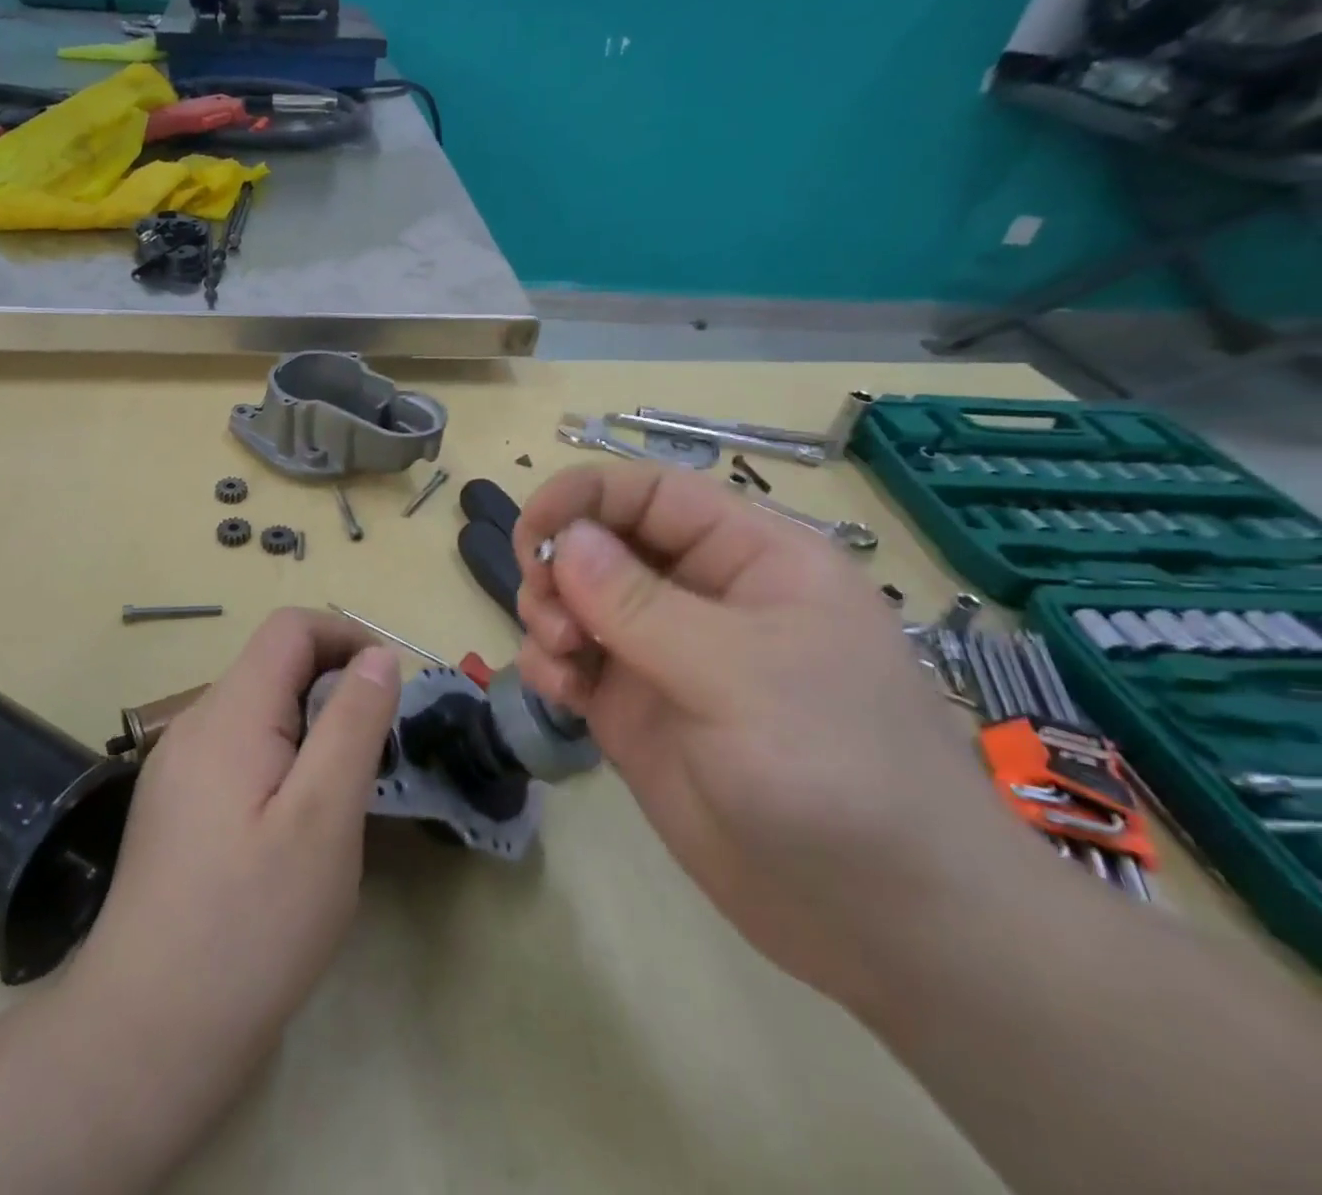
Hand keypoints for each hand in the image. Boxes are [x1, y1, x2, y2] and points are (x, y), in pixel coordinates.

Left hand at [69, 610, 401, 1135]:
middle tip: (376, 754)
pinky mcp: (176, 806)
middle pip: (273, 666)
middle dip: (333, 687)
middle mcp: (195, 726)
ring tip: (343, 793)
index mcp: (229, 715)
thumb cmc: (250, 925)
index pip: (290, 629)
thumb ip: (354, 724)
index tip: (390, 688)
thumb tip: (378, 656)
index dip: (347, 637)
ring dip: (310, 726)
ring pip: (258, 711)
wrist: (145, 1037)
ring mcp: (178, 768)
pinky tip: (295, 825)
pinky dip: (282, 759)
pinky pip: (239, 751)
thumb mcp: (324, 819)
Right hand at [514, 463, 1044, 1008]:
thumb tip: (563, 539)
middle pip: (604, 542)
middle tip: (549, 611)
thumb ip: (641, 605)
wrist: (885, 923)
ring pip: (578, 599)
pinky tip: (558, 693)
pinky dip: (551, 664)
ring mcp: (664, 655)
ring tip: (561, 655)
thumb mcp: (740, 674)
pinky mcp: (636, 710)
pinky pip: (574, 661)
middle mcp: (702, 595)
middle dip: (561, 564)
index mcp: (750, 557)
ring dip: (548, 613)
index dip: (586, 496)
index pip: (653, 494)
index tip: (533, 532)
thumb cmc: (836, 770)